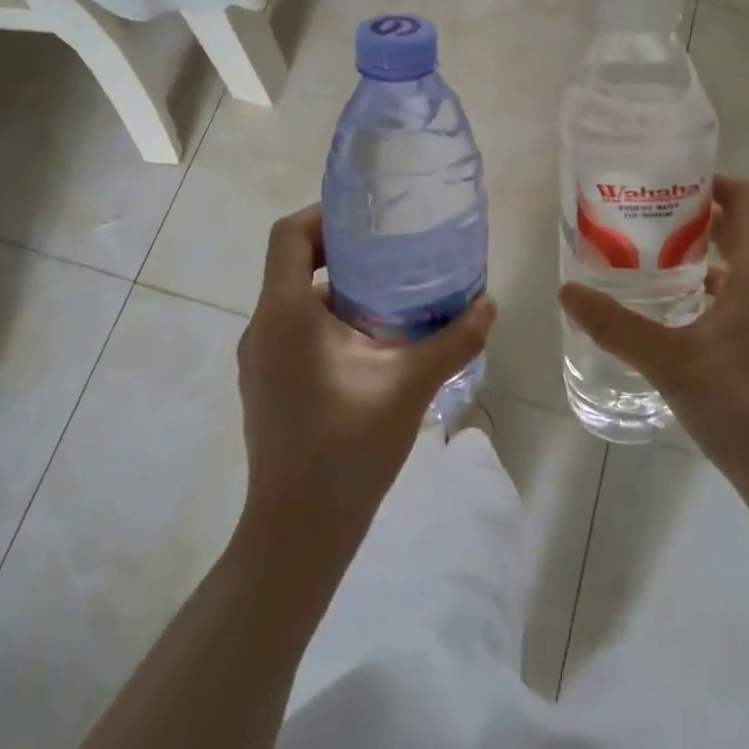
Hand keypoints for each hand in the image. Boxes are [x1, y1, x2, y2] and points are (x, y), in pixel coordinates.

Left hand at [237, 206, 494, 549]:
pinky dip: (329, 321)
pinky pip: (295, 331)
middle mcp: (263, 327)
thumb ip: (453, 340)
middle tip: (395, 251)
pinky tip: (373, 344)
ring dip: (340, 289)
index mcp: (284, 313)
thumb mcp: (409, 386)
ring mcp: (260, 359)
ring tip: (394, 294)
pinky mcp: (267, 385)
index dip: (324, 214)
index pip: (289, 235)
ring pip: (296, 300)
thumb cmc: (346, 448)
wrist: (297, 534)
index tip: (368, 217)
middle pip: (294, 264)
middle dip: (343, 251)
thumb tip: (489, 303)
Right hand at [559, 176, 748, 528]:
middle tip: (638, 216)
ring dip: (696, 255)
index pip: (744, 197)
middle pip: (738, 227)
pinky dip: (704, 291)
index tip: (661, 181)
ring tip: (643, 256)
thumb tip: (566, 290)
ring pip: (736, 265)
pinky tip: (666, 311)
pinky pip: (736, 298)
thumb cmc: (747, 408)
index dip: (708, 180)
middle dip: (691, 216)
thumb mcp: (672, 362)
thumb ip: (617, 325)